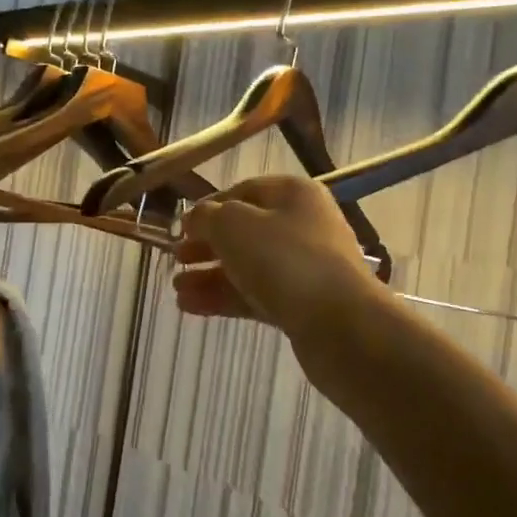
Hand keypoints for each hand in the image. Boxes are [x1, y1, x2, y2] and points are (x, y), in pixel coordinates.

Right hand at [174, 175, 383, 338]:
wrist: (340, 324)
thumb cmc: (284, 260)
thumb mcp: (233, 225)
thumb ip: (207, 217)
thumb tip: (196, 219)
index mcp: (293, 194)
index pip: (243, 191)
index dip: (209, 207)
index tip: (180, 228)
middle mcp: (302, 226)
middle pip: (245, 231)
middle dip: (206, 246)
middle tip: (176, 259)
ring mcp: (304, 267)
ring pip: (248, 266)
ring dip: (210, 276)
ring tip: (176, 290)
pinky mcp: (302, 304)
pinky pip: (255, 295)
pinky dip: (224, 297)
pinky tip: (191, 307)